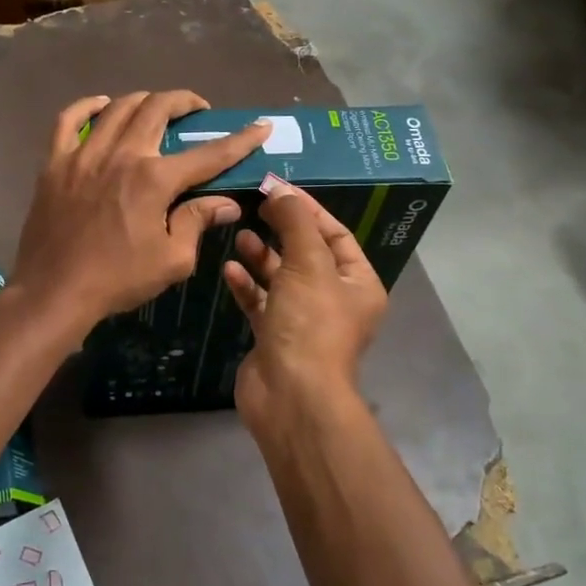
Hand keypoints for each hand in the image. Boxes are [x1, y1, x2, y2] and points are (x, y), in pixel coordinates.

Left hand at [13, 92, 270, 336]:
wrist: (54, 291)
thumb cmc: (117, 280)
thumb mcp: (171, 260)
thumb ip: (198, 222)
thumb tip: (226, 203)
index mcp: (154, 180)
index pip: (208, 154)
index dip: (240, 139)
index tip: (260, 126)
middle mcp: (121, 155)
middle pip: (158, 108)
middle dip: (185, 102)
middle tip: (197, 110)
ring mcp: (84, 154)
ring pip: (118, 108)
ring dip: (144, 100)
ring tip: (156, 107)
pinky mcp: (55, 162)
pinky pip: (69, 119)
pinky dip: (88, 106)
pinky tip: (102, 105)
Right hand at [223, 179, 386, 436]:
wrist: (291, 395)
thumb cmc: (310, 323)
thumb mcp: (308, 263)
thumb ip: (295, 221)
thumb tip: (280, 190)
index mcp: (357, 283)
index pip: (335, 234)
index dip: (308, 210)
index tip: (276, 189)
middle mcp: (334, 300)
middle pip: (306, 254)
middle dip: (281, 231)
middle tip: (254, 208)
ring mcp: (303, 320)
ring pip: (281, 278)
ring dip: (261, 256)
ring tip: (239, 235)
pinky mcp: (274, 336)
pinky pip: (261, 301)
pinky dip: (247, 285)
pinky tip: (229, 269)